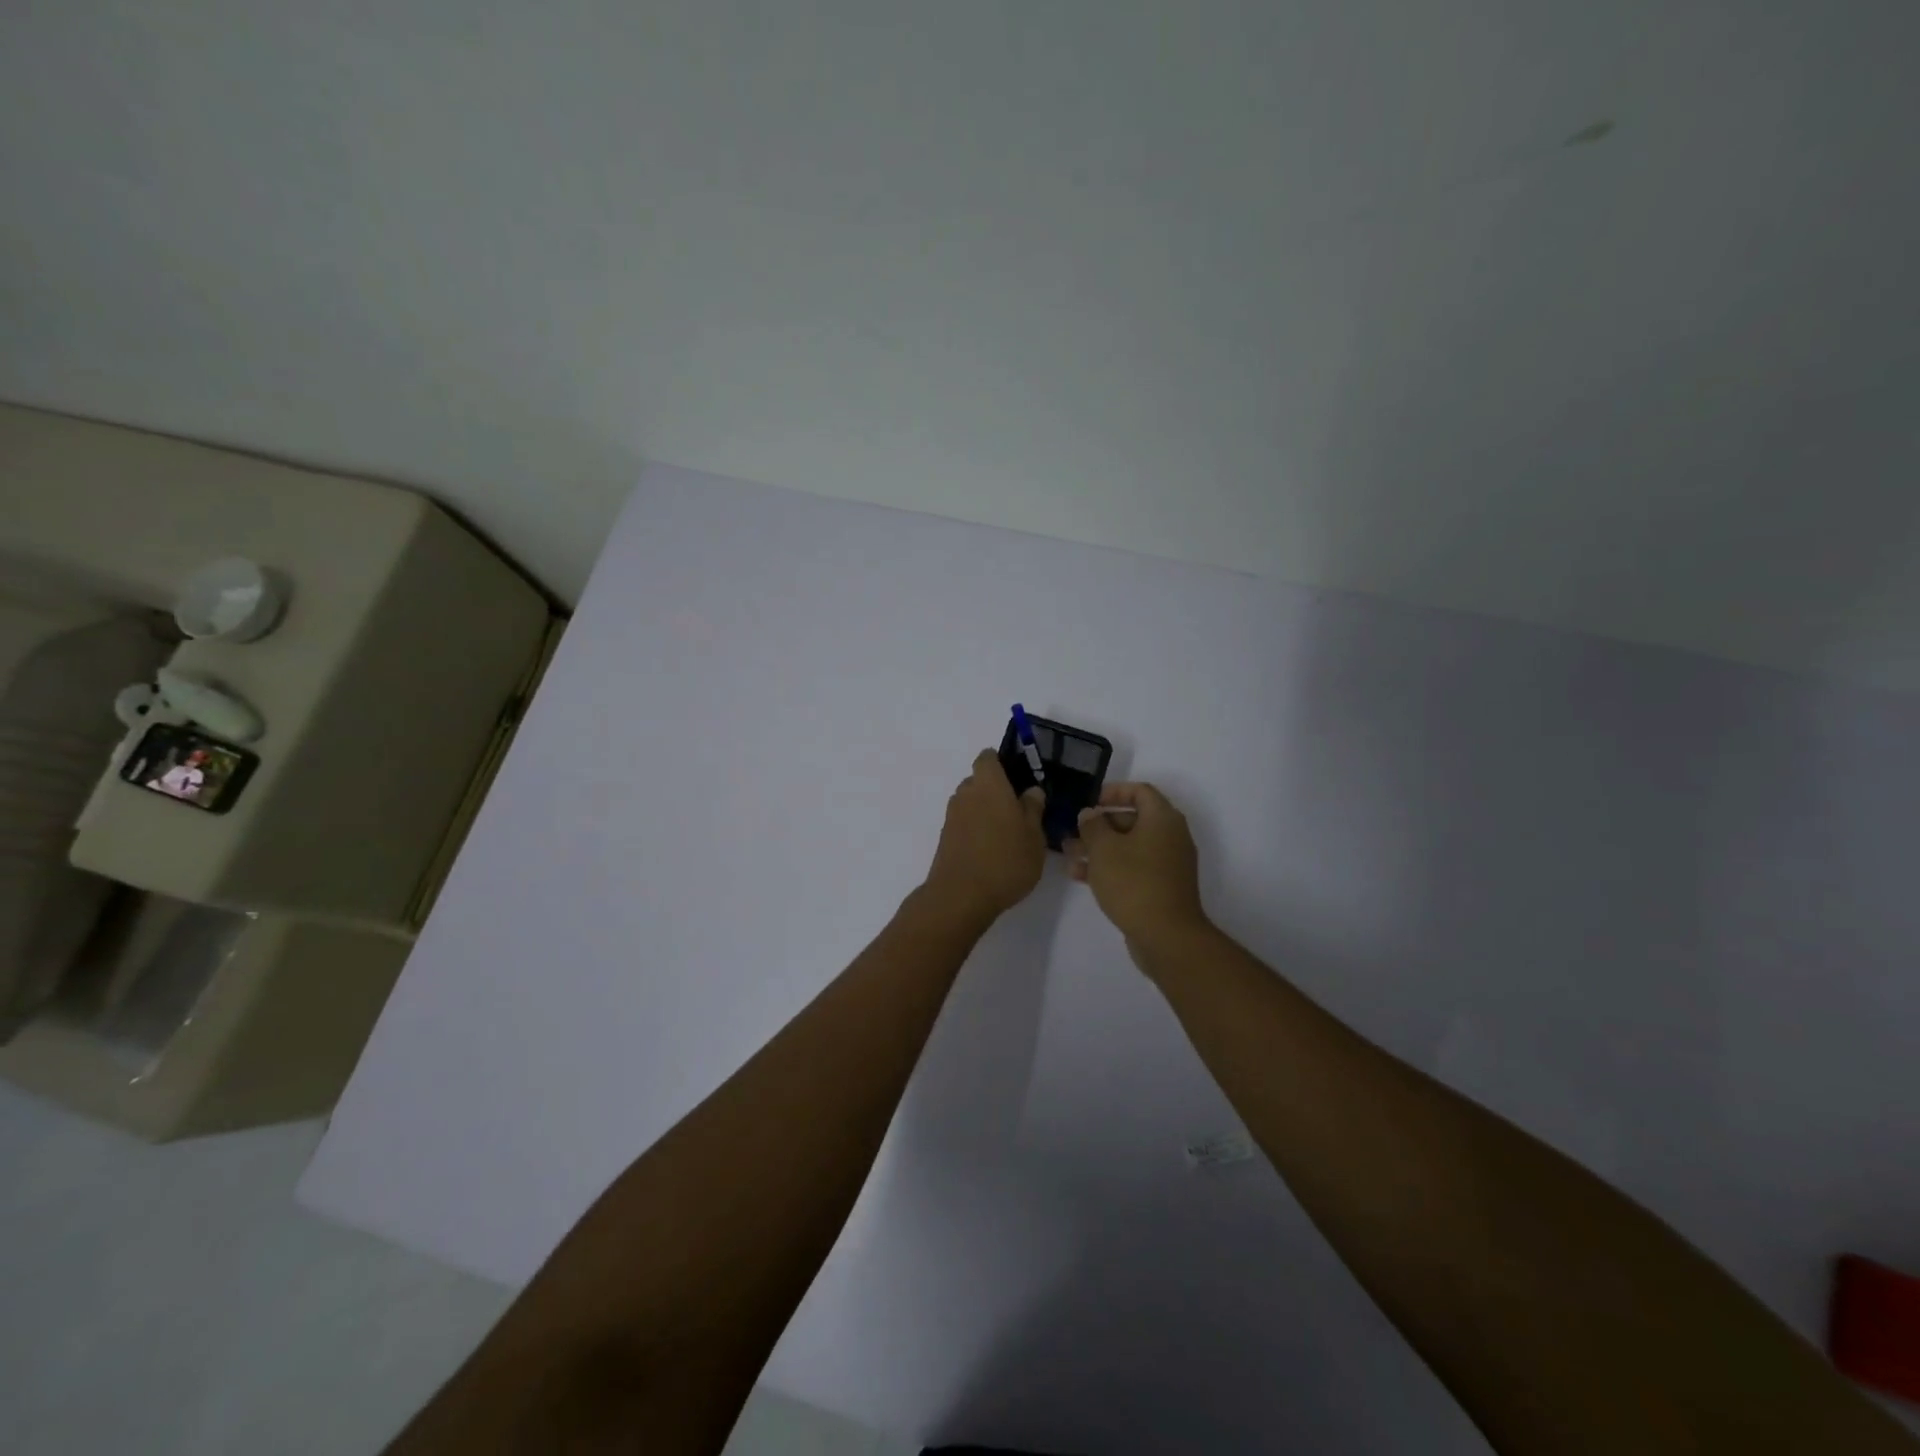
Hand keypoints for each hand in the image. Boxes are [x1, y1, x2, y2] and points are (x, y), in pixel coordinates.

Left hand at [920, 750, 1047, 925]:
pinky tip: (991, 851)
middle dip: (996, 790)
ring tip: (1006, 834)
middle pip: (979, 781)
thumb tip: (1031, 791)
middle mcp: (966, 793)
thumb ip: (1032, 809)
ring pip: (970, 803)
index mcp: (989, 784)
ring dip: (985, 811)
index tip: (1018, 779)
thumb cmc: (1005, 860)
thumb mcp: (1033, 835)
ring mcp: (952, 816)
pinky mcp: (945, 838)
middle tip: (1018, 811)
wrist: (961, 896)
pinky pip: (964, 823)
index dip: (1001, 763)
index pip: (988, 757)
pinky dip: (975, 829)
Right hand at [1066, 782, 1208, 948]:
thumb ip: (1092, 826)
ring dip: (1099, 848)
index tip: (1090, 801)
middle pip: (1132, 820)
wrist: (1166, 936)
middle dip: (1099, 825)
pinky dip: (1110, 867)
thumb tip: (1089, 814)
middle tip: (1073, 832)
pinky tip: (1080, 876)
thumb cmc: (1133, 882)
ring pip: (1129, 846)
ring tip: (1068, 854)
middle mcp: (1170, 837)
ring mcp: (1167, 864)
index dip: (1113, 791)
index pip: (1140, 791)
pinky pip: (1133, 867)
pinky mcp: (1161, 887)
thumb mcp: (1104, 849)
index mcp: (1162, 819)